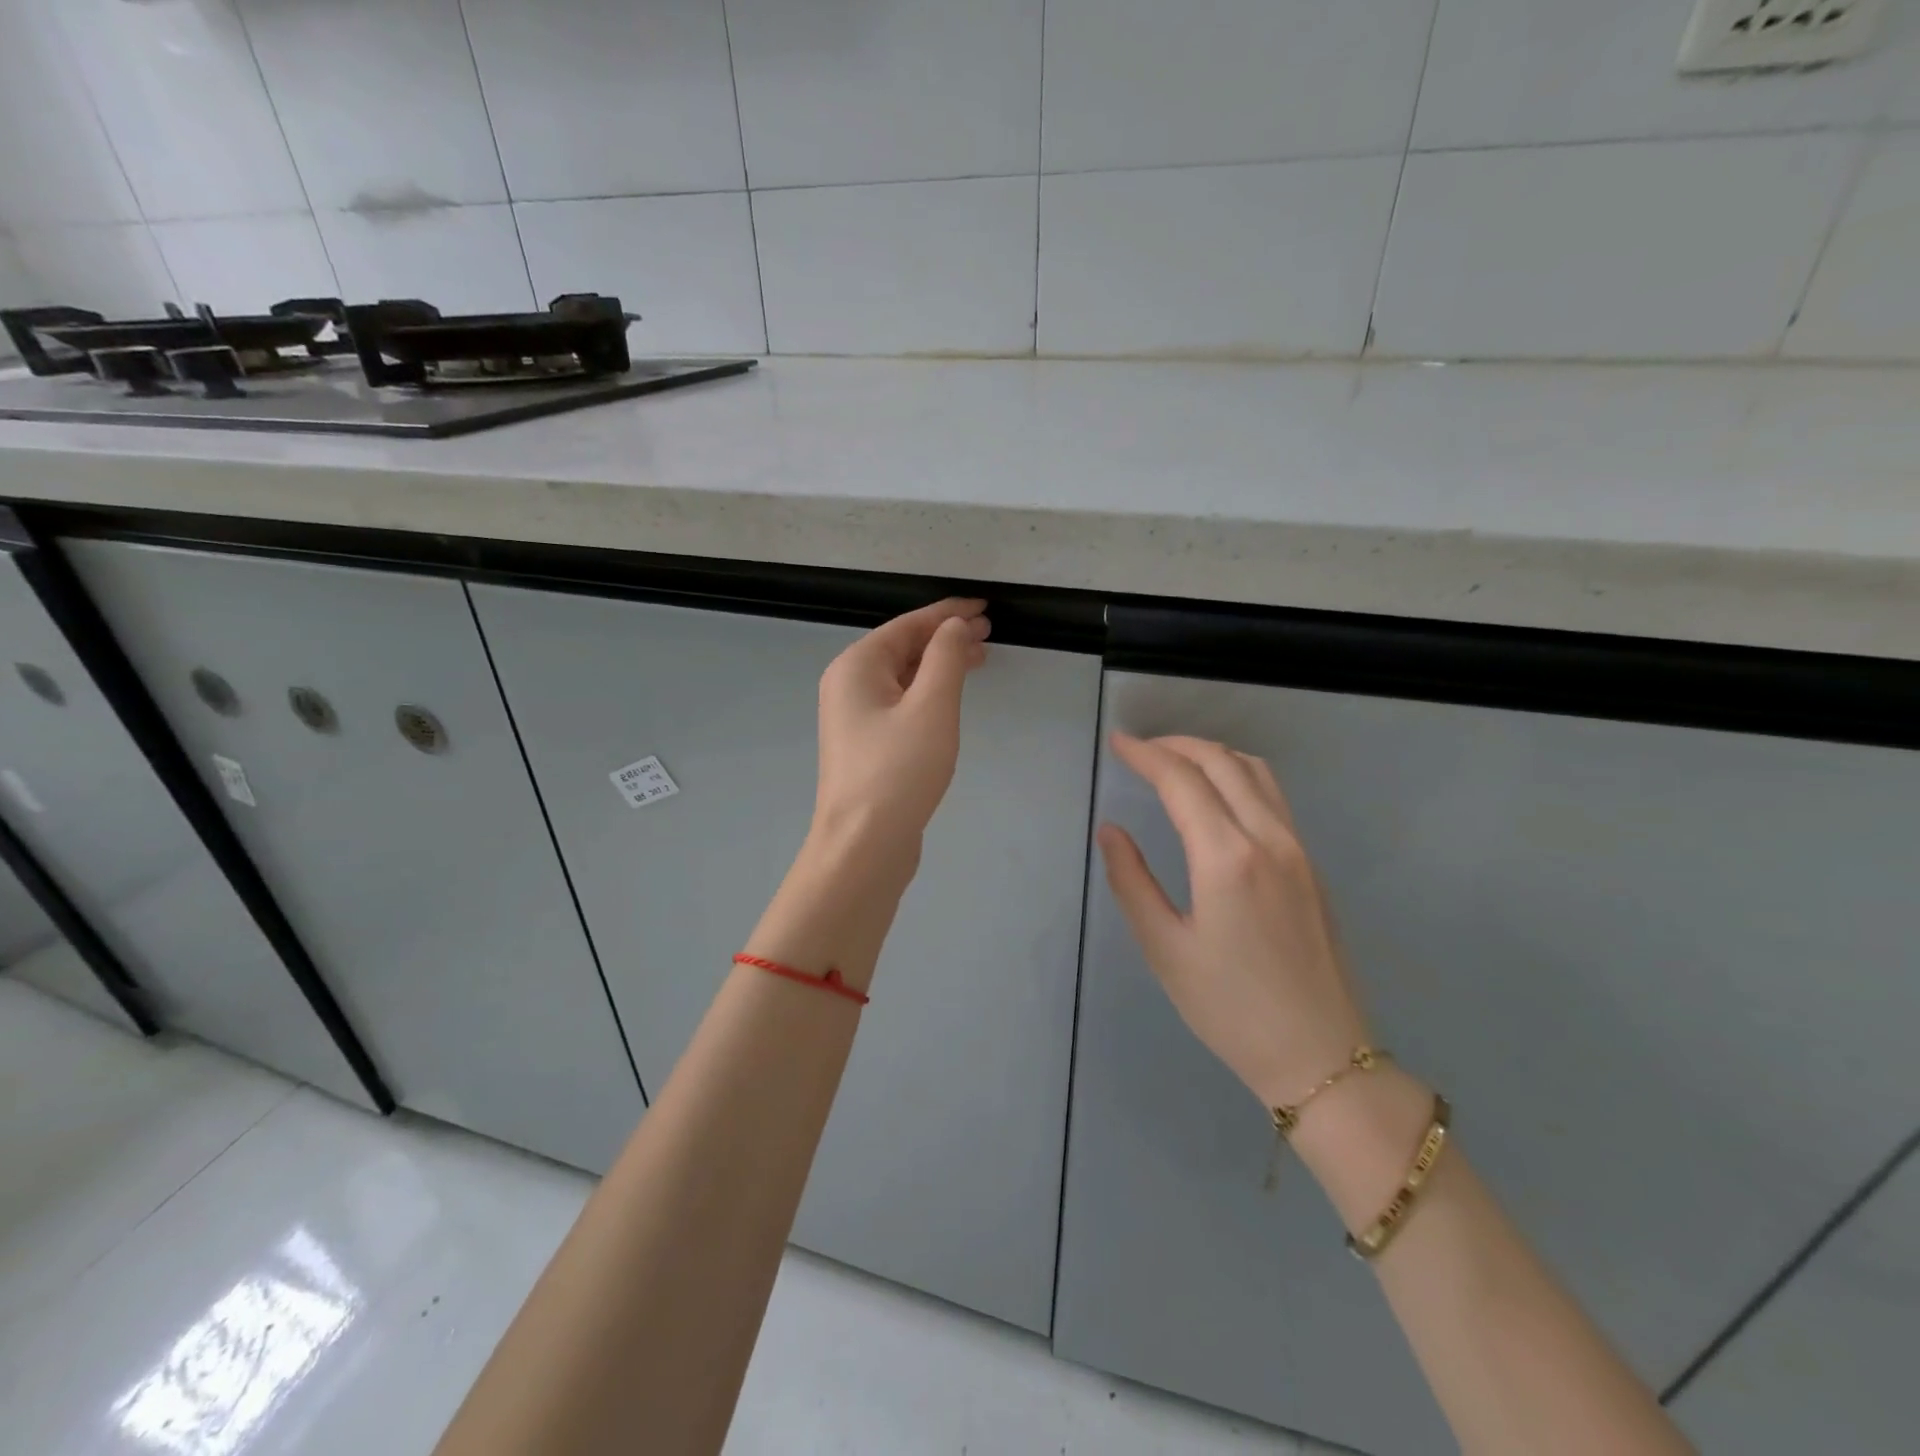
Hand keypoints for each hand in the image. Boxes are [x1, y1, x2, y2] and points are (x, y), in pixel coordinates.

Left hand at [811, 597, 989, 862]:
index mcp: (856, 666)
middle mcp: (848, 685)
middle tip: (989, 635)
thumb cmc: (899, 771)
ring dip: (940, 665)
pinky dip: (928, 693)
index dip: (948, 613)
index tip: (985, 607)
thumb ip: (946, 657)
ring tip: (979, 661)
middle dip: (946, 638)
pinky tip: (950, 699)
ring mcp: (854, 717)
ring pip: (903, 677)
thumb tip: (954, 625)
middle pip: (903, 648)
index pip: (908, 625)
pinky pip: (900, 703)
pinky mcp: (866, 745)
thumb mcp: (931, 706)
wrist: (864, 845)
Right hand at [1097, 733, 1369, 1109]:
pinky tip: (1217, 794)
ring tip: (1175, 761)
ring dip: (1211, 753)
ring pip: (1255, 771)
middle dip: (1176, 744)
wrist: (1321, 1056)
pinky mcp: (1311, 864)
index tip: (1117, 743)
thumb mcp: (1165, 949)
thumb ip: (1132, 882)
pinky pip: (1273, 796)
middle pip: (1221, 762)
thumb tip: (1110, 831)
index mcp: (1227, 858)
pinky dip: (1238, 774)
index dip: (1145, 754)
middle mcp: (1268, 838)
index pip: (1182, 780)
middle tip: (1139, 749)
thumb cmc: (1230, 1009)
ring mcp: (1297, 849)